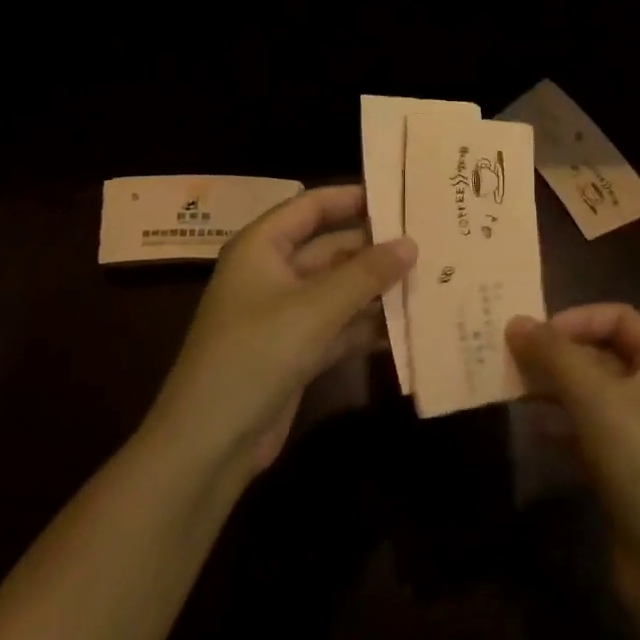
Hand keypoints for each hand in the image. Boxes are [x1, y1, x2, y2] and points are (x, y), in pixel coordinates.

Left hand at [151, 185, 414, 476]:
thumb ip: (365, 274)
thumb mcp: (315, 308)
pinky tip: (409, 326)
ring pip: (339, 289)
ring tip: (431, 280)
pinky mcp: (296, 351)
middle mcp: (273, 273)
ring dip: (377, 289)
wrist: (209, 443)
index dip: (353, 198)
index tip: (400, 197)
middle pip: (331, 248)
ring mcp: (285, 314)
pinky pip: (339, 326)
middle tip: (429, 243)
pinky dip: (367, 326)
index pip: (311, 206)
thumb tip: (411, 243)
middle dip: (375, 248)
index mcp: (262, 247)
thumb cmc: (256, 354)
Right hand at [507, 306, 639, 611]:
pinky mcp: (631, 470)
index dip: (575, 319)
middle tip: (511, 360)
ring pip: (592, 395)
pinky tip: (533, 431)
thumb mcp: (596, 398)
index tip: (535, 336)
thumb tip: (515, 320)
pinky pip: (591, 432)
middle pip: (602, 354)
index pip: (617, 317)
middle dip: (558, 356)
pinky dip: (563, 426)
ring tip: (513, 391)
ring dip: (554, 390)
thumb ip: (553, 354)